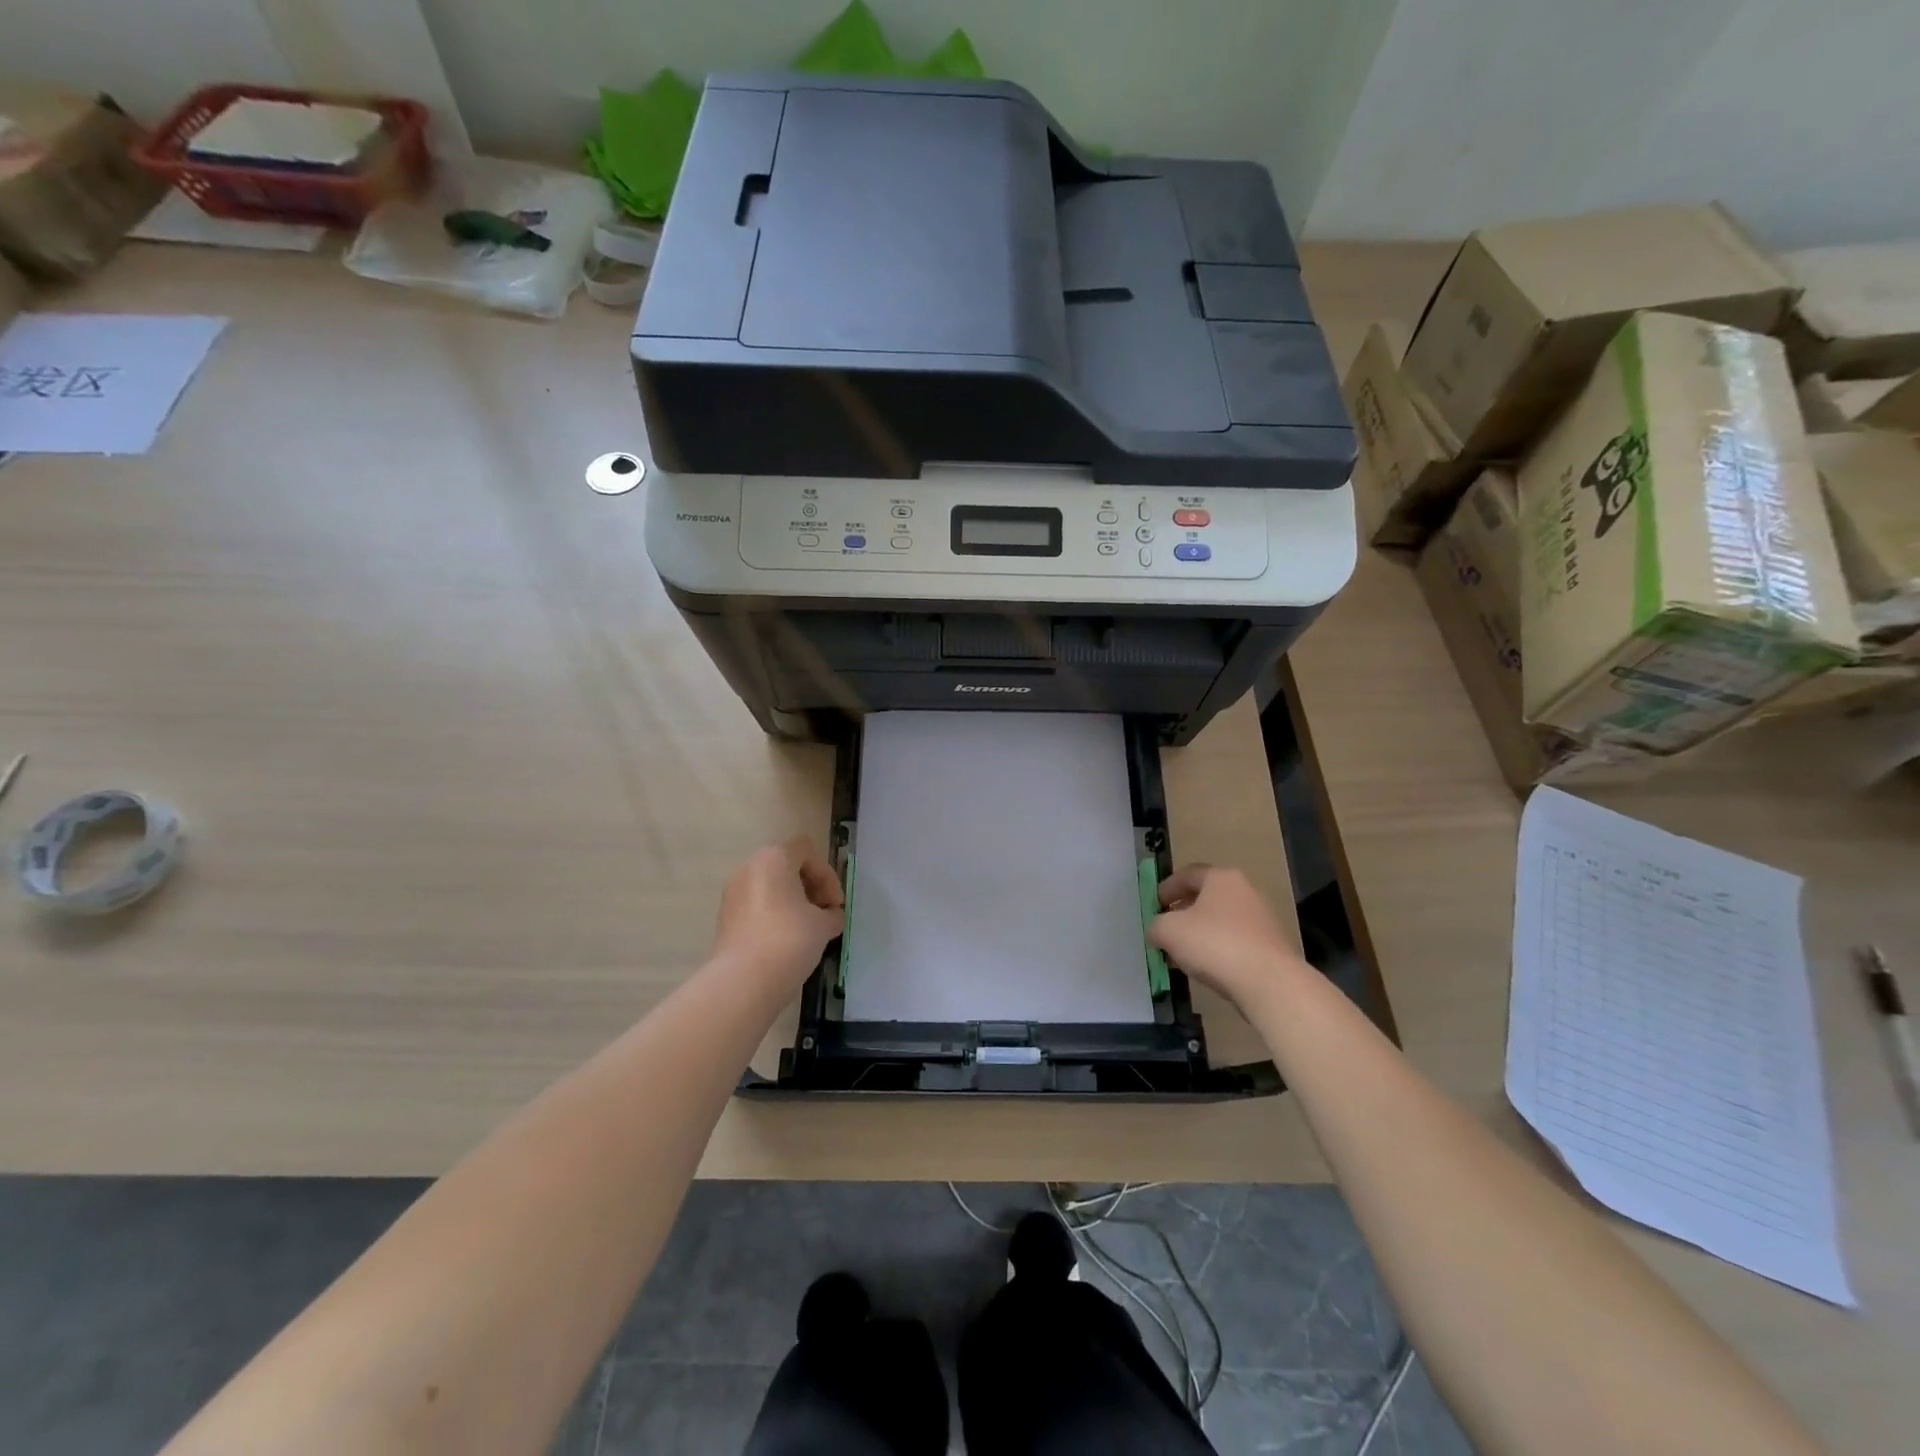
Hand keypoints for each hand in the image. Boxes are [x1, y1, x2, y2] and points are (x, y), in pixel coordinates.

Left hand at [710, 837, 845, 991]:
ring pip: (771, 889)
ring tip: (808, 931)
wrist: (743, 981)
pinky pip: (757, 908)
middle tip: (825, 915)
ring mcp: (733, 895)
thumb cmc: (789, 939)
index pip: (807, 851)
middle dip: (811, 889)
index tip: (835, 904)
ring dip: (793, 904)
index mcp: (773, 858)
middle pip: (788, 867)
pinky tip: (788, 944)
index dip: (827, 875)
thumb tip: (831, 917)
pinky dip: (775, 918)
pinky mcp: (726, 920)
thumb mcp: (823, 924)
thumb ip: (832, 914)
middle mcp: (749, 869)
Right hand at [1148, 864, 1308, 1011]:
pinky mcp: (1272, 946)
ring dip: (1201, 933)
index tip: (1154, 905)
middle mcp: (1245, 891)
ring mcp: (1262, 919)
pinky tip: (1208, 967)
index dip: (1166, 888)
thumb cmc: (1214, 944)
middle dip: (1183, 912)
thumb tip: (1158, 931)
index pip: (1188, 874)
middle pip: (1206, 897)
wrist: (1269, 982)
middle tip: (1167, 929)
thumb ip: (1156, 926)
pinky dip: (1219, 949)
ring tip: (1184, 954)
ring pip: (1222, 921)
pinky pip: (1236, 941)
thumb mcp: (1169, 931)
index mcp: (1221, 878)